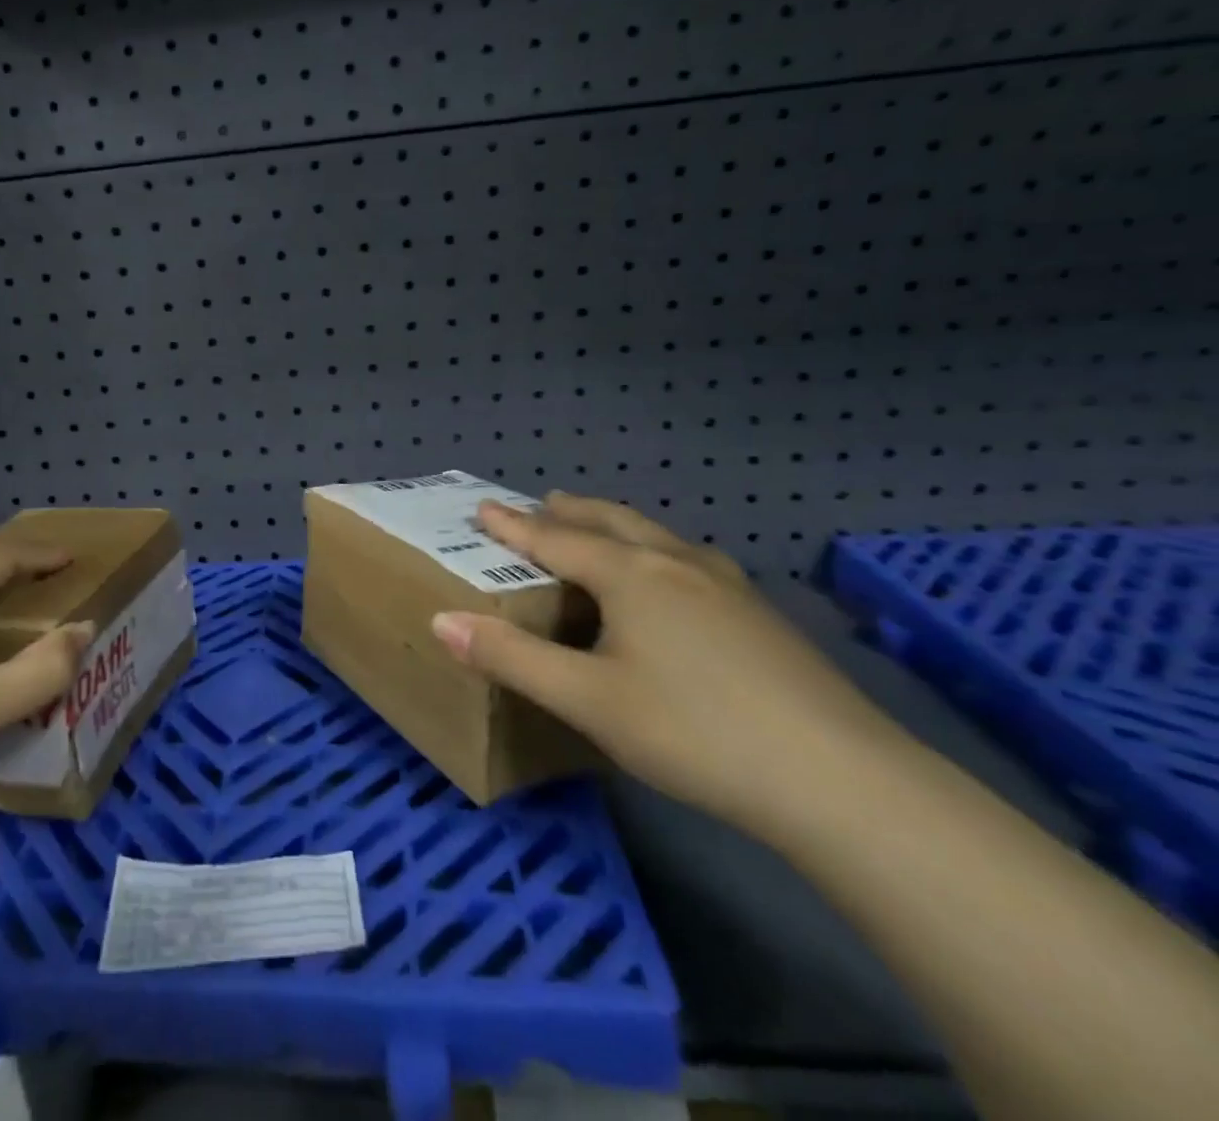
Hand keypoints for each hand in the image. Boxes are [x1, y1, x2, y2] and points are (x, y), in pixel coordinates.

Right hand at [431, 494, 895, 838]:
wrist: (840, 780)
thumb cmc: (694, 731)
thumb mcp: (587, 700)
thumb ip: (512, 659)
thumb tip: (441, 621)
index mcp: (630, 575)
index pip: (556, 539)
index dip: (514, 526)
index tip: (484, 507)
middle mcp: (676, 564)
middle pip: (611, 522)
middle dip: (570, 510)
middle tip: (541, 502)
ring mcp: (727, 586)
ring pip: (657, 538)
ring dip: (617, 526)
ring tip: (600, 529)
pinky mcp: (761, 616)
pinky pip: (690, 562)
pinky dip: (657, 553)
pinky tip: (675, 581)